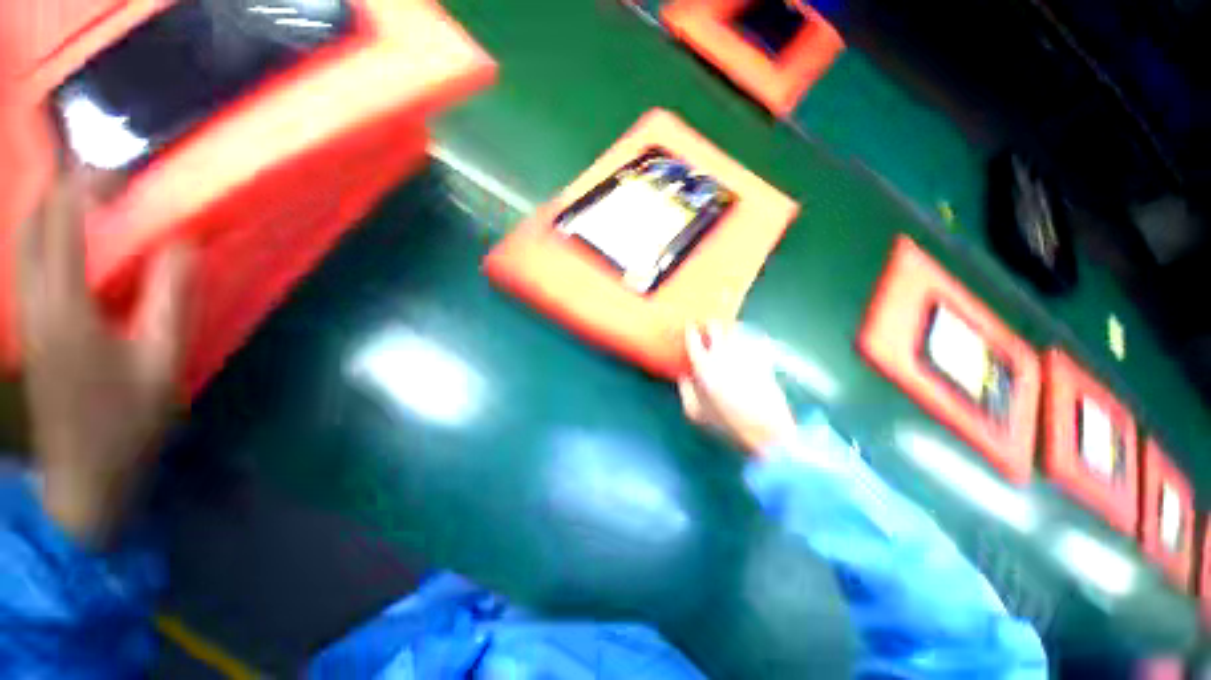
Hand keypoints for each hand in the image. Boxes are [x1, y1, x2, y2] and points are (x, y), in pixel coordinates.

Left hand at [16, 162, 192, 543]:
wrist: (83, 478)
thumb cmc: (128, 422)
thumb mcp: (162, 362)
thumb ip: (170, 299)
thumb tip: (183, 245)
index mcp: (66, 308)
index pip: (63, 224)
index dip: (84, 187)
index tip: (116, 167)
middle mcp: (36, 302)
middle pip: (34, 226)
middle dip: (61, 190)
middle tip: (101, 175)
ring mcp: (29, 317)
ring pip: (26, 244)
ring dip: (52, 211)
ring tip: (87, 198)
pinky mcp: (31, 330)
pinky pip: (31, 266)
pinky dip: (48, 240)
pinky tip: (71, 243)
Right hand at [678, 322, 796, 454]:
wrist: (764, 429)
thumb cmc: (726, 422)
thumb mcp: (695, 412)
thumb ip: (685, 391)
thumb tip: (683, 376)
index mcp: (703, 366)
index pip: (693, 339)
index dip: (691, 330)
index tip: (690, 326)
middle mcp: (722, 354)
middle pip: (715, 327)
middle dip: (710, 324)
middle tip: (709, 326)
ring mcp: (745, 354)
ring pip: (735, 329)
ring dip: (730, 327)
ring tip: (728, 329)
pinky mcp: (763, 358)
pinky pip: (756, 338)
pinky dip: (751, 335)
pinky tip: (750, 338)